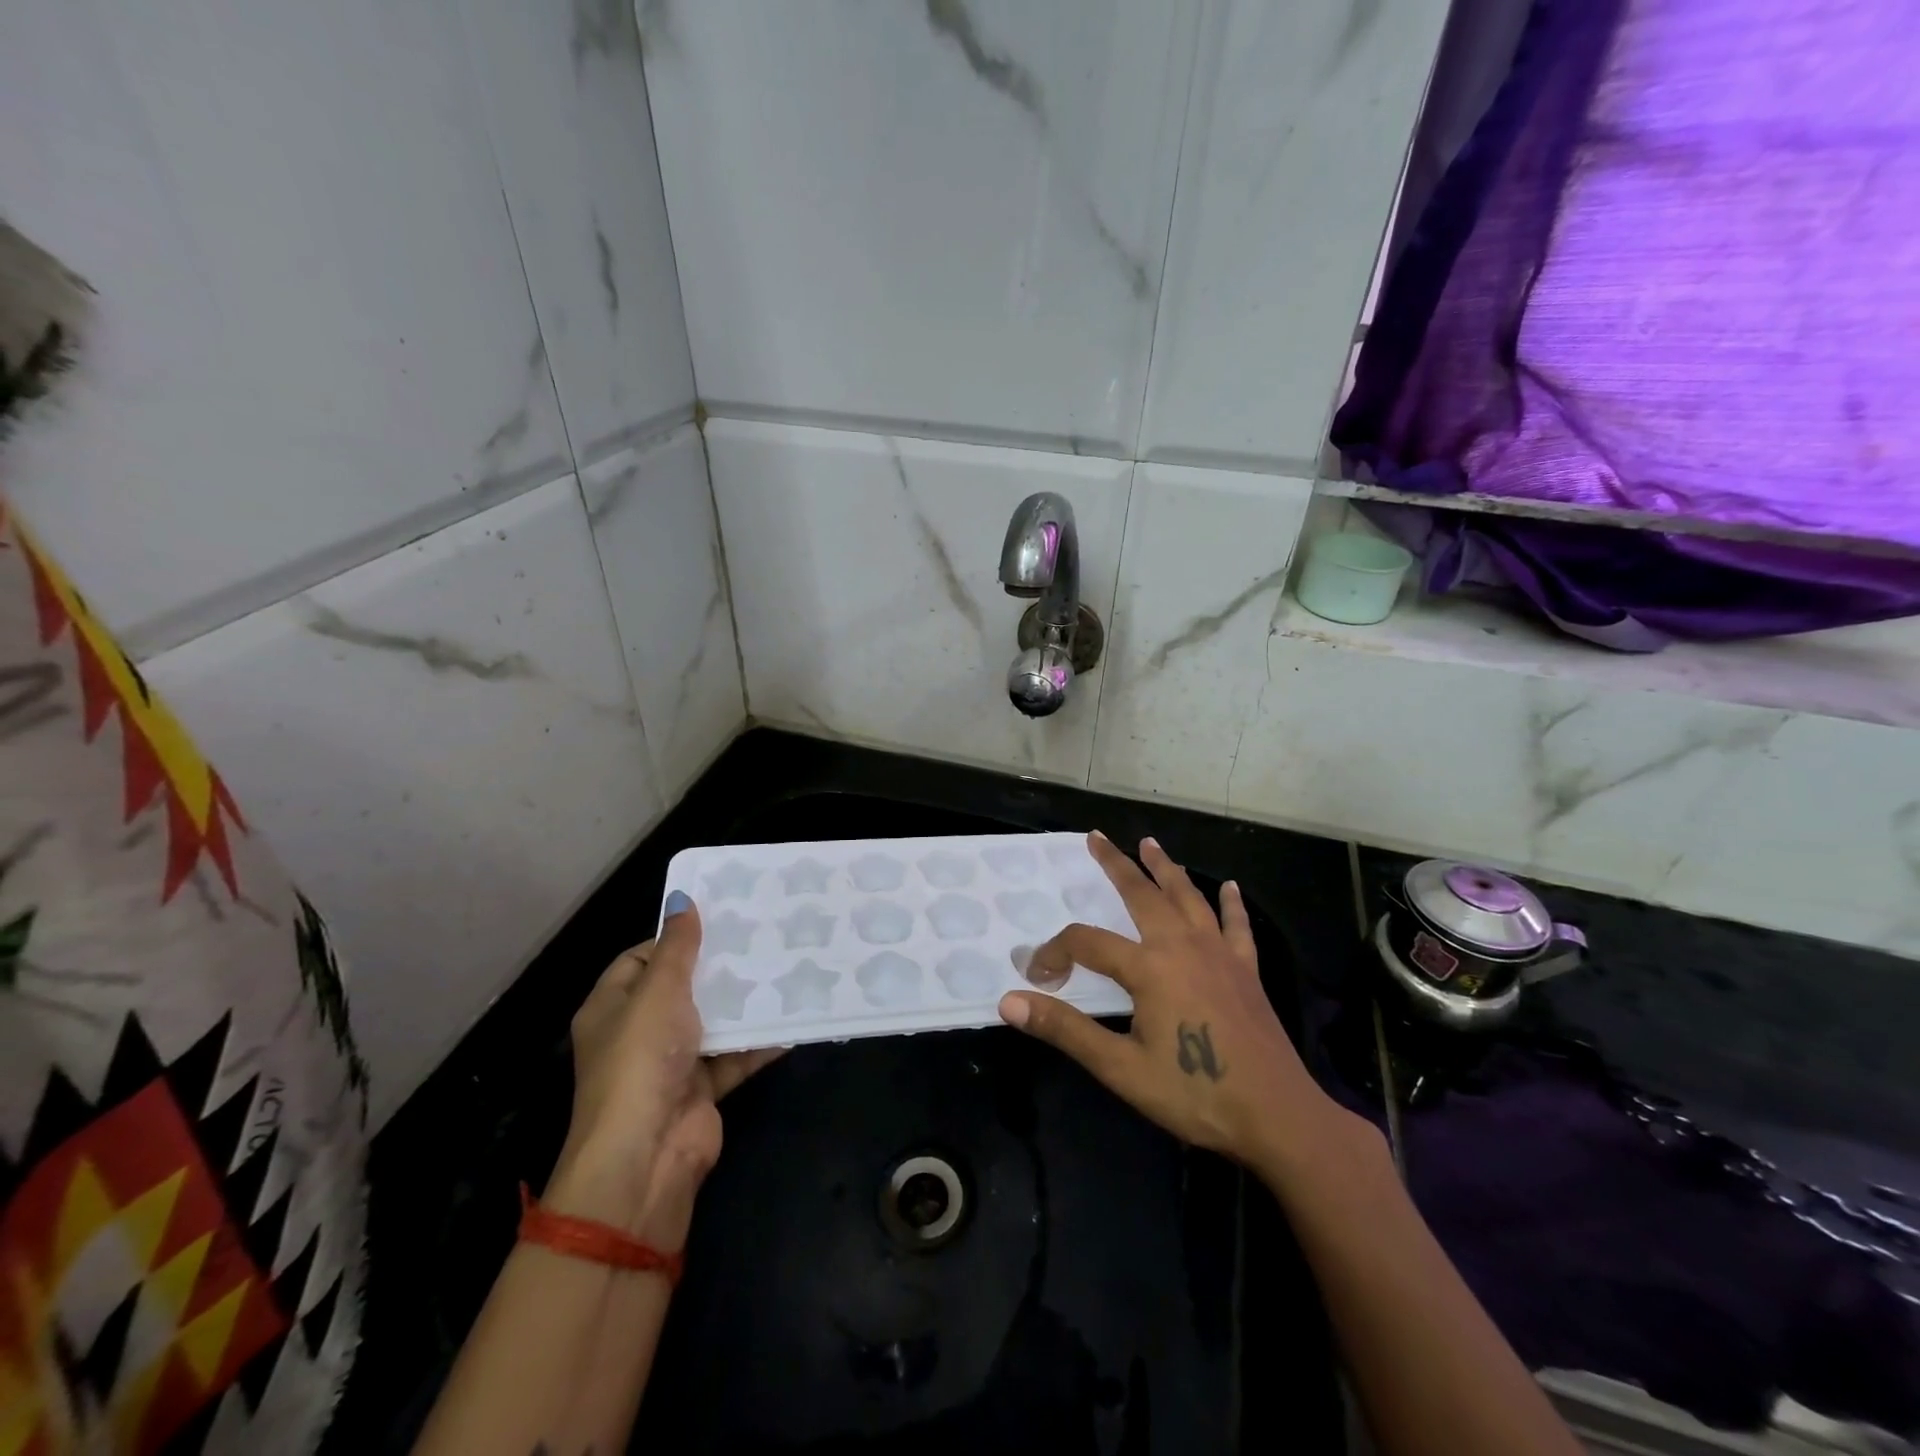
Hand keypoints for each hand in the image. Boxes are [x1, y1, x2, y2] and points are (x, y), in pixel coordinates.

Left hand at [546, 894, 780, 1246]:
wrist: (647, 1155)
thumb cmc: (642, 1060)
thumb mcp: (658, 992)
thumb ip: (677, 947)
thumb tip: (682, 899)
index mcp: (612, 1008)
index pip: (639, 960)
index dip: (673, 939)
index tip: (717, 920)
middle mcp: (638, 1033)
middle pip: (680, 989)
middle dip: (717, 968)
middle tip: (760, 936)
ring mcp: (670, 1064)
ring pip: (711, 1022)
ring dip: (742, 1003)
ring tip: (782, 967)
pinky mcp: (700, 1090)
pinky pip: (733, 1056)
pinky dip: (758, 1042)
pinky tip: (791, 1018)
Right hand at [999, 833, 1363, 1178]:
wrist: (1277, 1117)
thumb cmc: (1194, 1092)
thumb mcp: (1120, 1068)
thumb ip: (1065, 1030)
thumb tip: (1009, 1002)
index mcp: (1149, 967)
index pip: (1087, 942)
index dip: (1056, 952)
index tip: (1038, 974)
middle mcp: (1182, 946)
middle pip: (1142, 894)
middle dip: (1116, 864)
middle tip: (1097, 837)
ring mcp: (1219, 954)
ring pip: (1188, 897)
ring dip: (1165, 869)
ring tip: (1150, 844)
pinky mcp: (1246, 970)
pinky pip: (1236, 926)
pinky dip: (1231, 904)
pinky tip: (1229, 887)